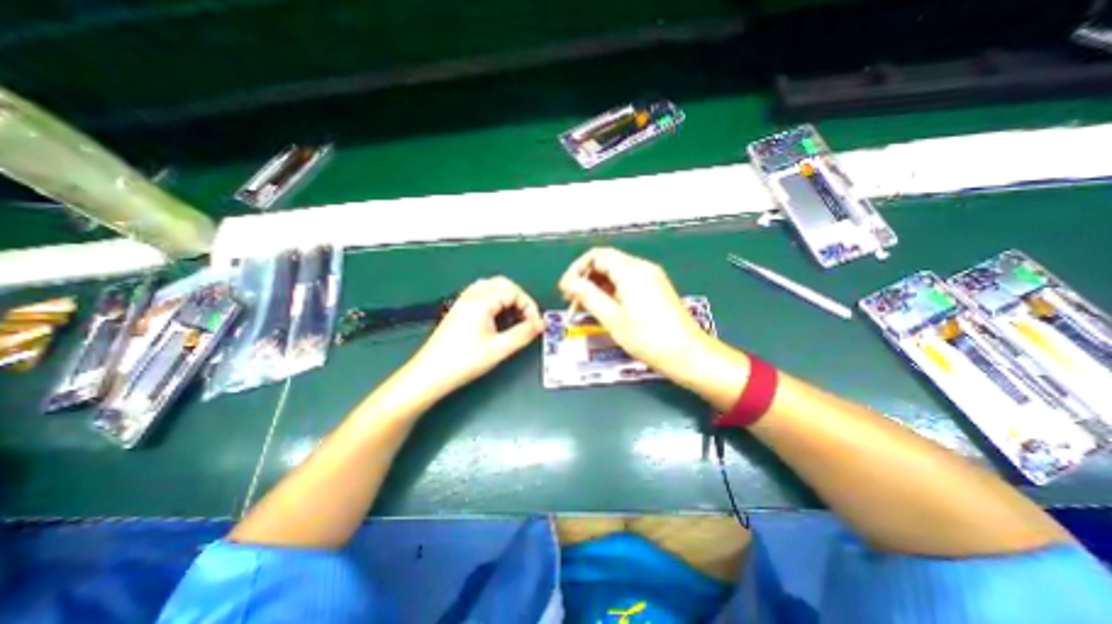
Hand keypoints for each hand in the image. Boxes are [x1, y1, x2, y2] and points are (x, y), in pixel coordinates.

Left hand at [410, 277, 546, 394]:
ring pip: (492, 287)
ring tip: (515, 317)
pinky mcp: (459, 309)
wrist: (429, 374)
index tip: (536, 325)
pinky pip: (481, 294)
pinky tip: (497, 318)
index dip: (530, 306)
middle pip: (503, 284)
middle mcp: (472, 295)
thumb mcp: (499, 349)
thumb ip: (523, 334)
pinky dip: (495, 300)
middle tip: (527, 319)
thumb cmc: (465, 361)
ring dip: (507, 298)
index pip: (514, 292)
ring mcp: (463, 301)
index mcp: (482, 300)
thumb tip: (542, 324)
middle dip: (520, 299)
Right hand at [562, 249, 706, 380]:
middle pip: (606, 263)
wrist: (688, 355)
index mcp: (631, 271)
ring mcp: (651, 278)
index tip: (566, 290)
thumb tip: (568, 282)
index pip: (596, 255)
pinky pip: (627, 283)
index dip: (577, 269)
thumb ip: (588, 296)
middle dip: (586, 280)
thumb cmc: (647, 338)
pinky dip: (612, 293)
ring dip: (597, 288)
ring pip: (616, 274)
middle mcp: (642, 268)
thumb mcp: (612, 318)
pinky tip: (605, 310)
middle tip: (573, 303)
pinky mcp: (655, 290)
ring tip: (586, 310)